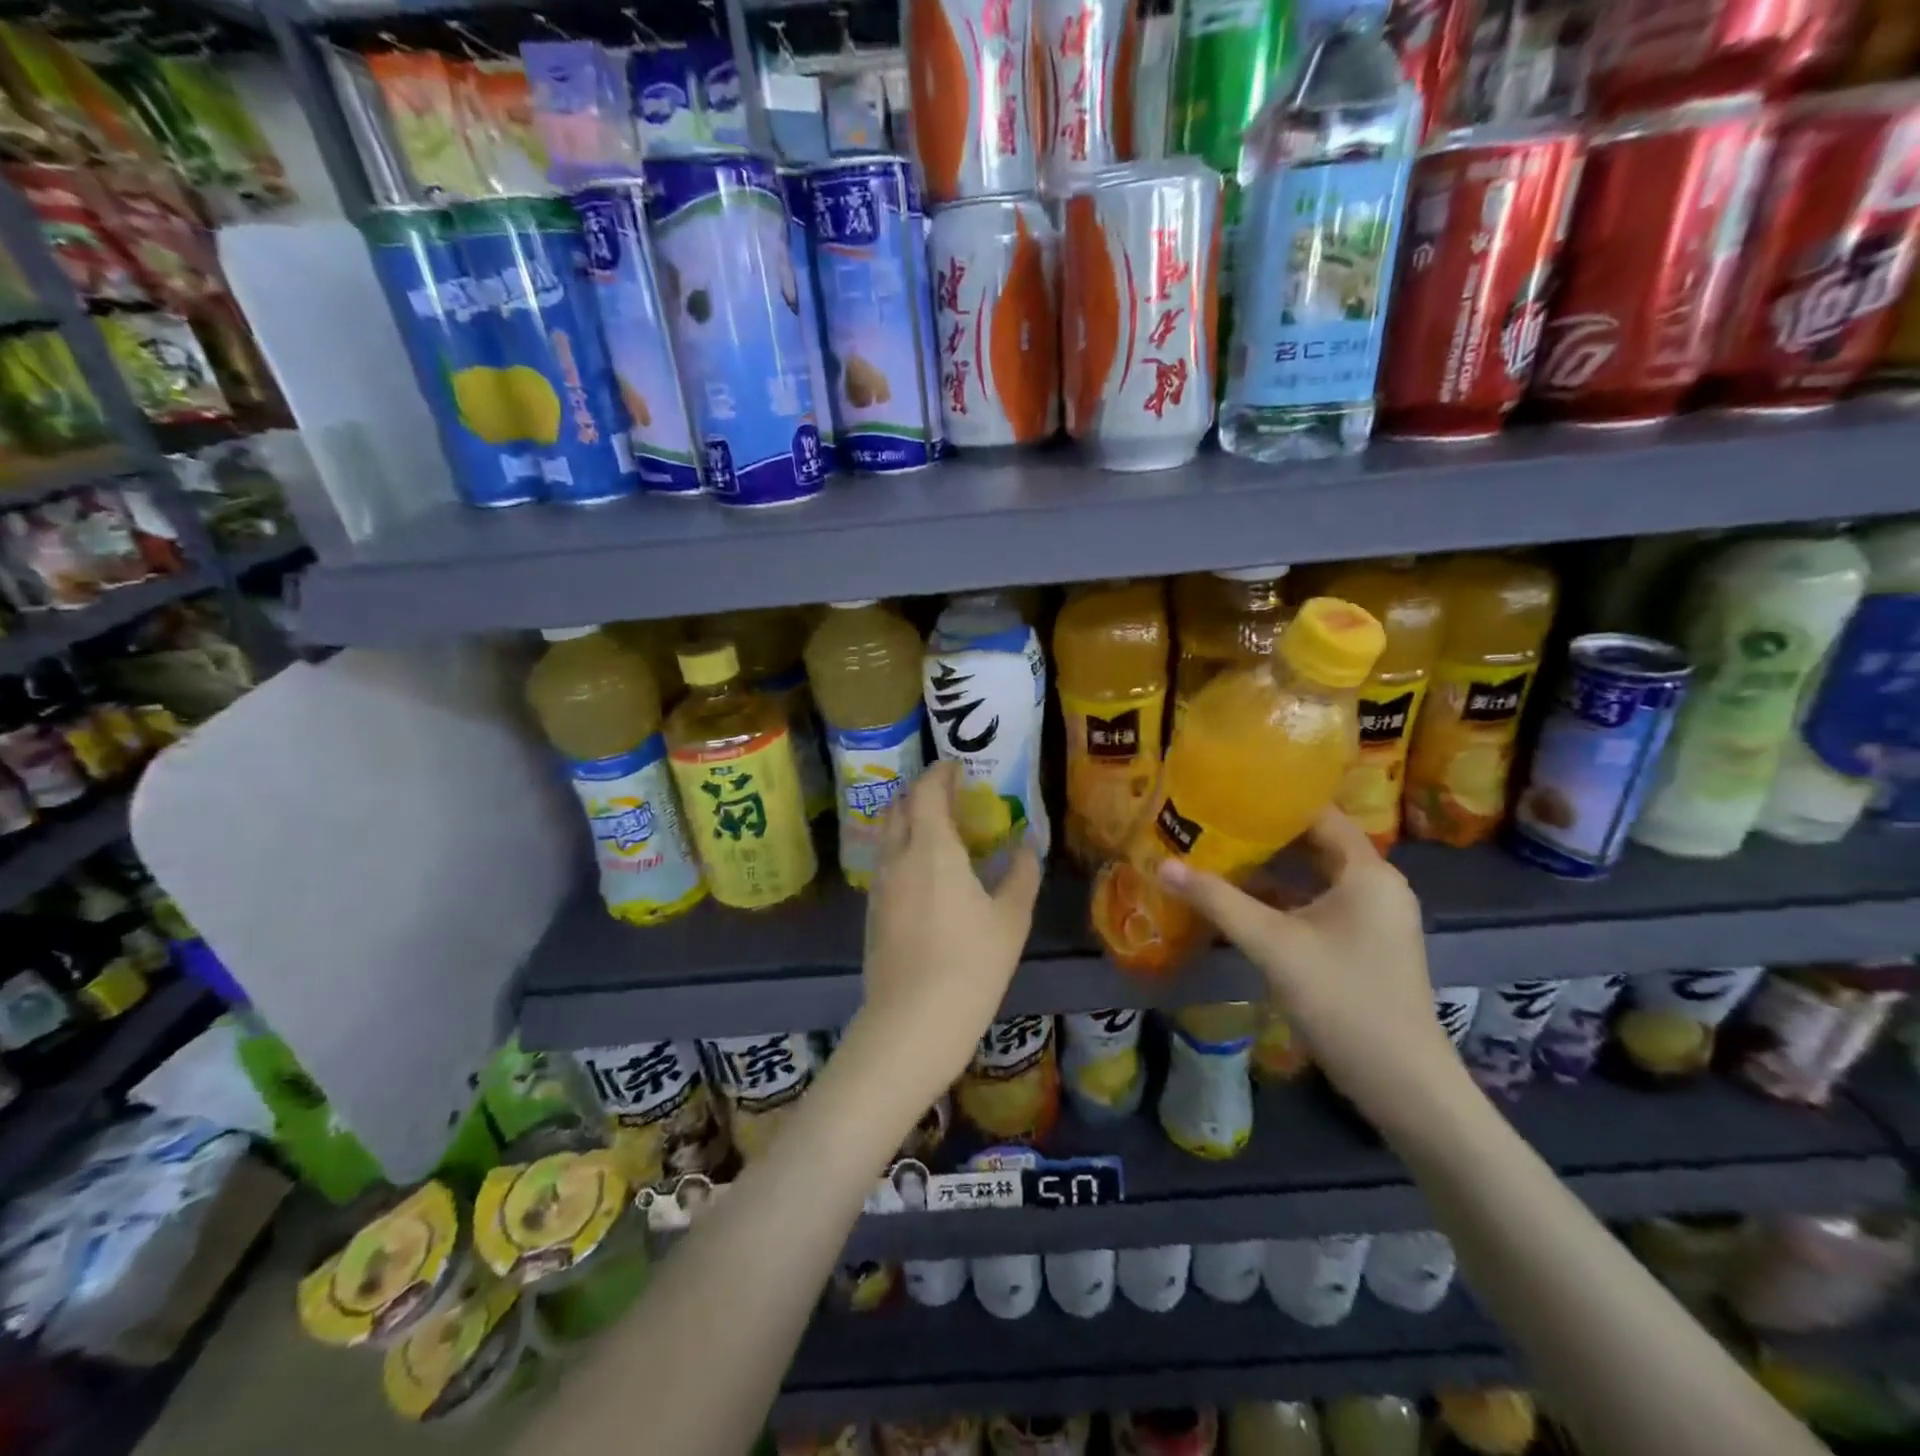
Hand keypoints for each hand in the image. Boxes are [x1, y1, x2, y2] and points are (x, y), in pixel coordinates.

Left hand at [850, 761, 1042, 1110]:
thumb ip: (1020, 873)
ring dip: (908, 821)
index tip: (957, 767)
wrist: (911, 1023)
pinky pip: (885, 863)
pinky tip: (924, 873)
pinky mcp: (872, 912)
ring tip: (938, 831)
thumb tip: (1027, 844)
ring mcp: (879, 885)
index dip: (940, 773)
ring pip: (888, 835)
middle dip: (920, 792)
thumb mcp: (1010, 919)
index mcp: (931, 848)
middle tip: (949, 795)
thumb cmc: (970, 965)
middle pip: (899, 806)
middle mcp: (897, 857)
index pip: (926, 791)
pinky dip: (902, 850)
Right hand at [1158, 808, 1467, 1128]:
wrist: (1402, 1083)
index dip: (1274, 800)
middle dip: (1265, 834)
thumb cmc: (1342, 998)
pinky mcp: (1365, 944)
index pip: (1319, 814)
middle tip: (1213, 821)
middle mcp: (1376, 885)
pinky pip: (1319, 904)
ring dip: (1272, 868)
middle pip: (1316, 843)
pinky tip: (1242, 902)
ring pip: (1315, 877)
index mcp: (1367, 871)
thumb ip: (1217, 901)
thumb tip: (1163, 865)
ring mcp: (1373, 917)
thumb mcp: (1272, 945)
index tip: (1227, 790)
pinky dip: (1284, 899)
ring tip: (1219, 853)